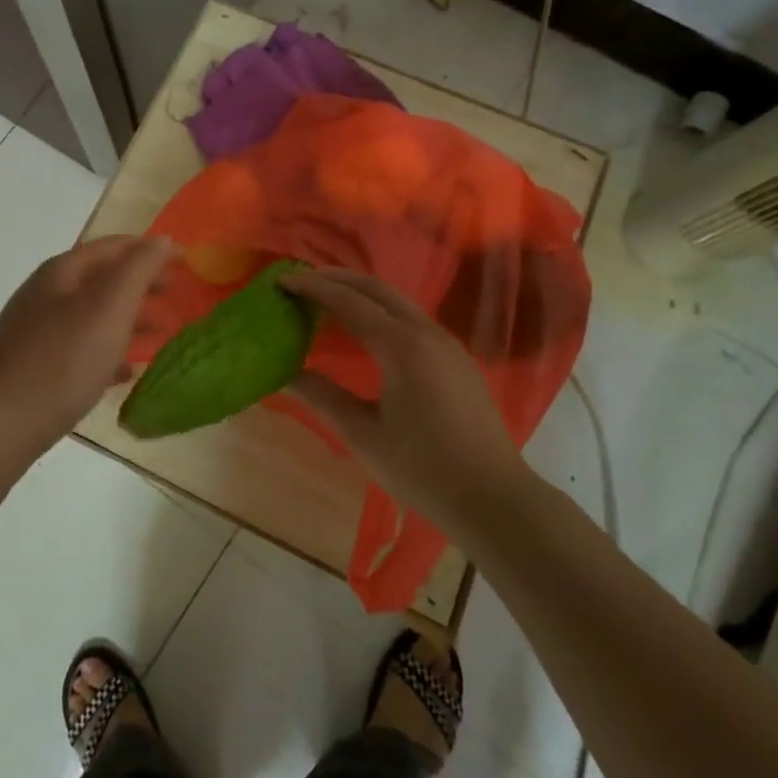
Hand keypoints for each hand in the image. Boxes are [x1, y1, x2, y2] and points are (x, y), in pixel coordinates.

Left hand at [0, 234, 172, 468]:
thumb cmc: (61, 361)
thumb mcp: (108, 308)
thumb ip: (138, 270)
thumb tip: (162, 239)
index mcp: (62, 273)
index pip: (114, 246)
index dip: (151, 249)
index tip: (186, 261)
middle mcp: (45, 295)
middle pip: (102, 278)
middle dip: (141, 283)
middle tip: (176, 294)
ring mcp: (35, 331)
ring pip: (92, 314)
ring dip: (128, 318)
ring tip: (160, 332)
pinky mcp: (33, 366)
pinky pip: (80, 349)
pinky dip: (108, 350)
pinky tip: (126, 371)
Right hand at [280, 267, 525, 540]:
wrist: (495, 499)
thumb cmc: (423, 470)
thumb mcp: (363, 435)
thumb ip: (322, 396)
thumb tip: (284, 373)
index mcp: (402, 346)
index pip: (349, 302)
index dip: (313, 288)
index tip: (282, 281)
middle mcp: (426, 332)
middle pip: (375, 288)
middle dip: (336, 279)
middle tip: (300, 281)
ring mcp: (446, 343)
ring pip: (396, 300)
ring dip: (359, 292)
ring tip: (326, 298)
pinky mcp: (456, 358)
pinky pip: (410, 317)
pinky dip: (380, 309)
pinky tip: (364, 327)